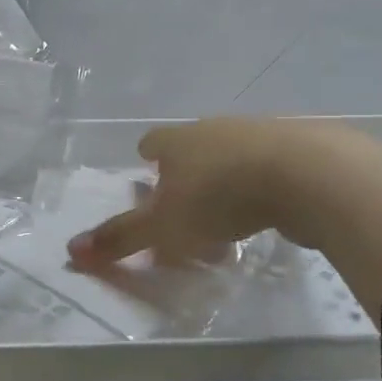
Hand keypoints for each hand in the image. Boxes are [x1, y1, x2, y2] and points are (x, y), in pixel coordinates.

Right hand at [66, 118, 290, 269]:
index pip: (154, 142)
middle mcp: (216, 130)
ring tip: (227, 224)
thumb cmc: (221, 197)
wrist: (311, 175)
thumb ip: (121, 238)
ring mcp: (262, 135)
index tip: (148, 176)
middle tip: (185, 212)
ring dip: (226, 185)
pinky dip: (263, 190)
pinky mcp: (303, 150)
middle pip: (193, 149)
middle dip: (187, 177)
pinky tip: (269, 216)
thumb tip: (70, 251)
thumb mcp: (163, 226)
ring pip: (233, 159)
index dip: (147, 159)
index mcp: (179, 141)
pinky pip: (271, 169)